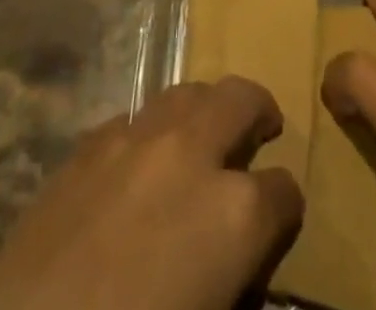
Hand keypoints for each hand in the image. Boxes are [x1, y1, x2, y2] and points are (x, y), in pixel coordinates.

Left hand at [0, 76, 302, 309]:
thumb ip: (232, 284)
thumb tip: (236, 268)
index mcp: (235, 215)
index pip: (283, 192)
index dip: (286, 211)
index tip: (280, 222)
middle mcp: (192, 154)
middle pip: (242, 99)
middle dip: (258, 114)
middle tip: (260, 132)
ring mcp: (137, 139)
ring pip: (189, 92)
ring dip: (206, 110)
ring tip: (205, 136)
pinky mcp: (89, 143)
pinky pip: (137, 116)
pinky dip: (153, 131)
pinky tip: (142, 163)